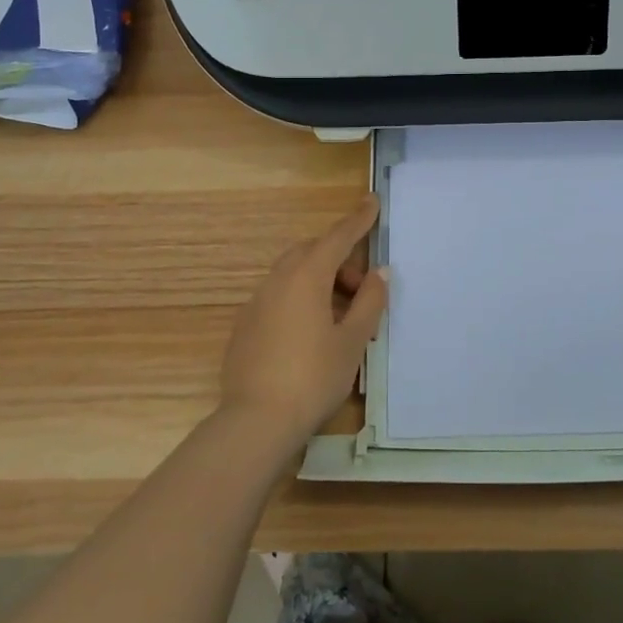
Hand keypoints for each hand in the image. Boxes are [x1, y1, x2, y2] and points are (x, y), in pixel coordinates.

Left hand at [219, 196, 388, 448]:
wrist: (256, 421)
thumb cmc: (313, 377)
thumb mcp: (352, 341)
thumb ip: (369, 302)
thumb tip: (378, 274)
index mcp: (306, 277)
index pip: (337, 237)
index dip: (358, 220)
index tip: (372, 200)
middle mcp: (277, 281)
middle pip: (312, 253)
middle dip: (339, 260)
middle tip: (361, 289)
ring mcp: (256, 302)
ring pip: (293, 274)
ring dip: (320, 281)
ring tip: (341, 317)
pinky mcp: (244, 326)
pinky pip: (278, 296)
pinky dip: (300, 299)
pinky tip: (311, 334)